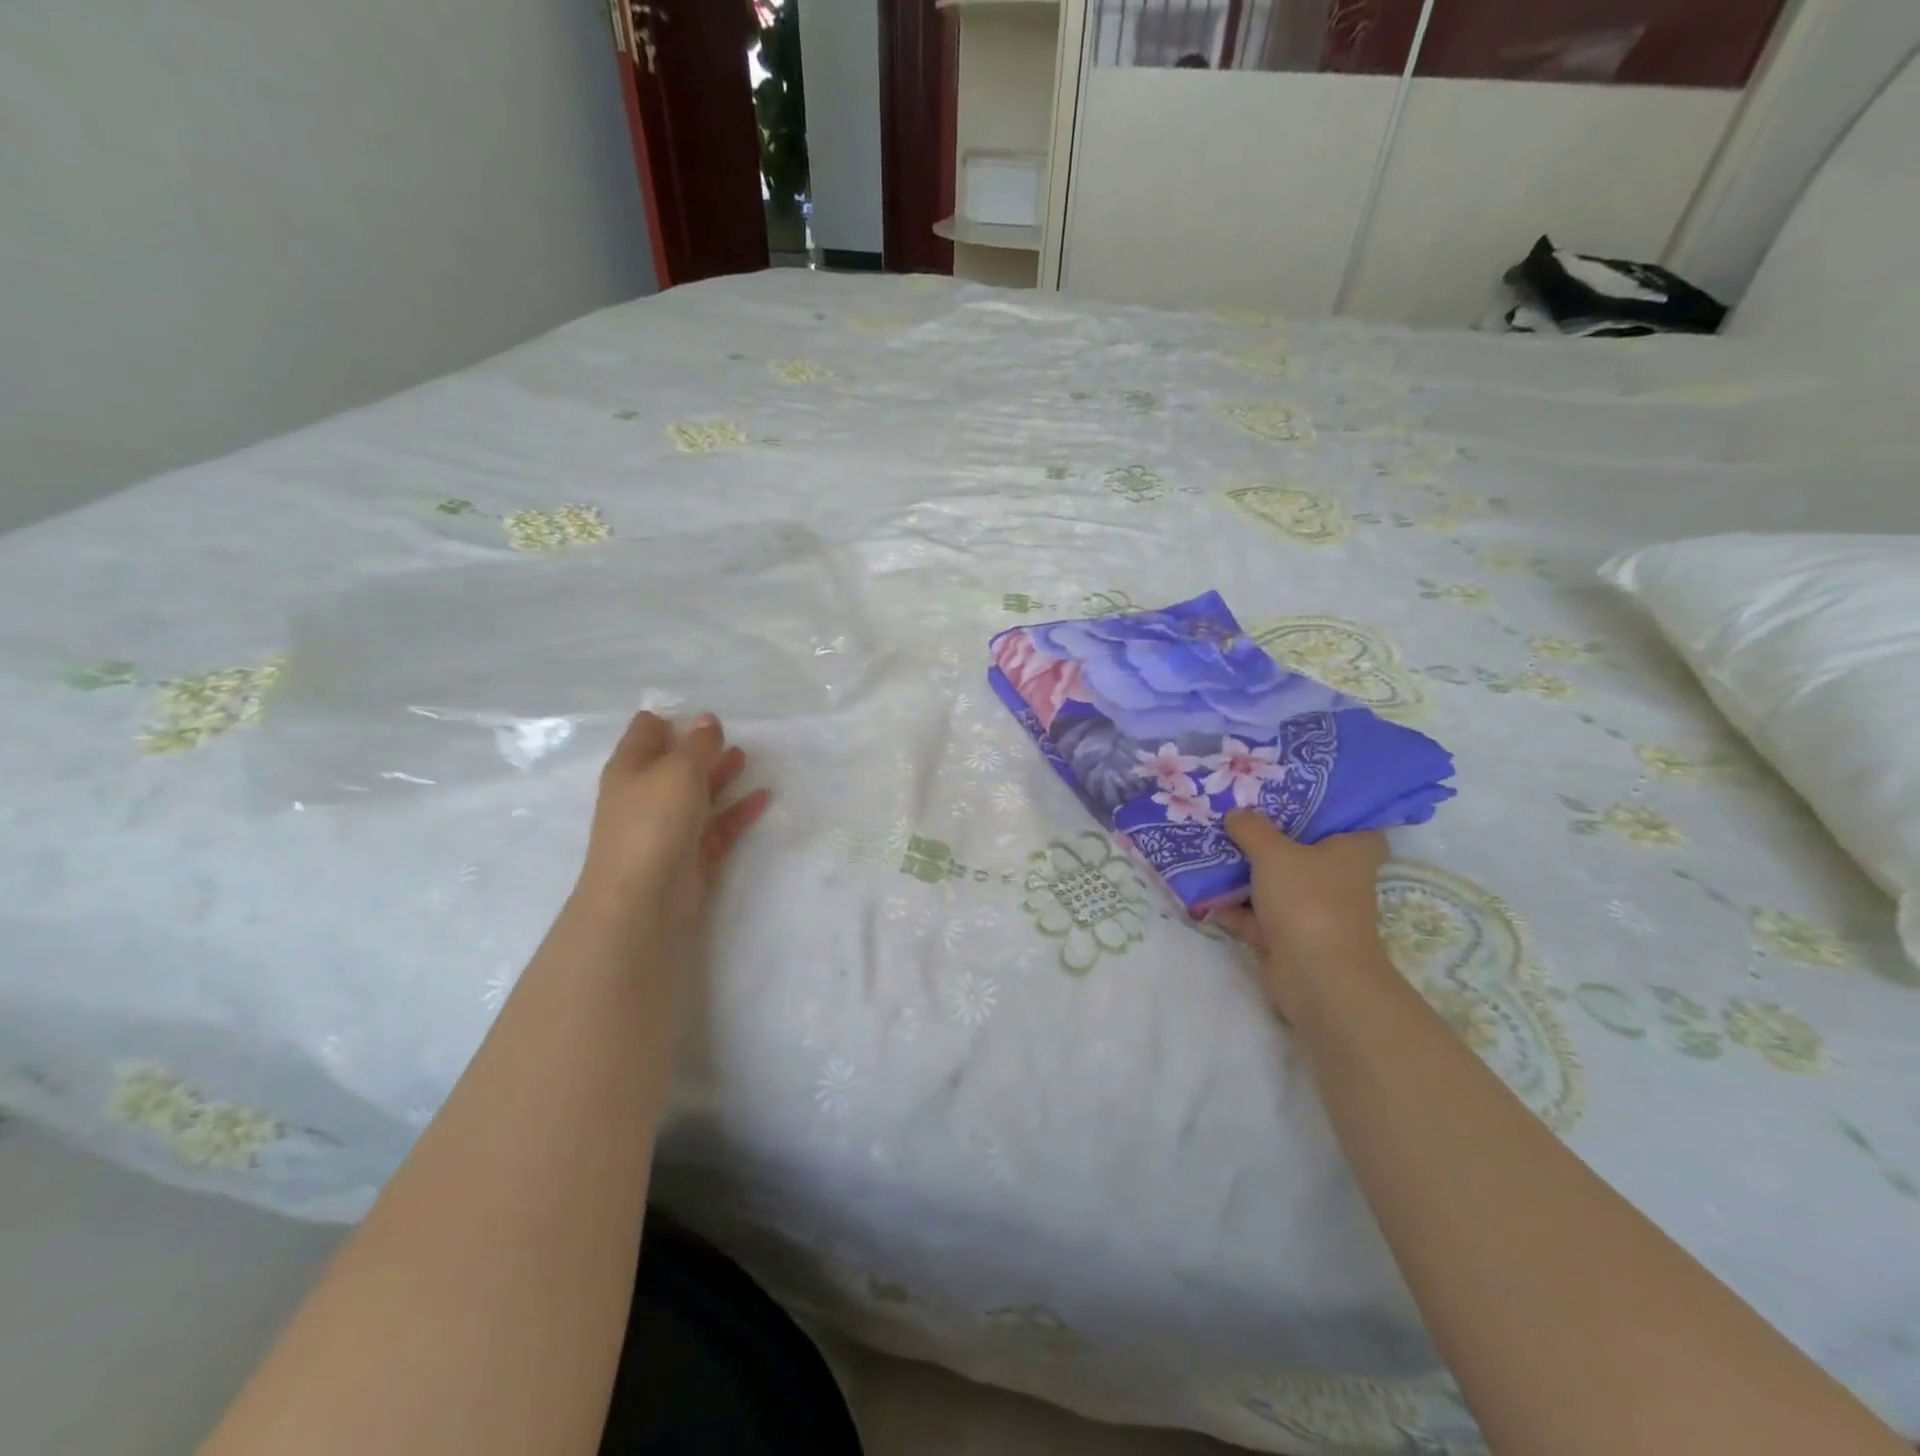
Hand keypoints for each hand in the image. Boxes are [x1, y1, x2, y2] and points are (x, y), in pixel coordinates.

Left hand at [572, 711, 770, 936]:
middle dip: (700, 748)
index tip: (699, 712)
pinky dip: (739, 810)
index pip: (645, 732)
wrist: (643, 899)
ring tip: (747, 758)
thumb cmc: (653, 822)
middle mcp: (646, 795)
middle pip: (674, 764)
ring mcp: (669, 827)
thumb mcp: (679, 770)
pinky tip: (764, 796)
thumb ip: (698, 744)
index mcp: (631, 768)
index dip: (669, 719)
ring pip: (698, 794)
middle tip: (730, 734)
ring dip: (720, 776)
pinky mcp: (692, 854)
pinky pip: (719, 824)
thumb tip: (707, 721)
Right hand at [1210, 812, 1388, 1021]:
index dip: (1326, 809)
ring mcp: (1312, 909)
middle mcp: (1337, 879)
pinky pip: (1256, 913)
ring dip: (1245, 872)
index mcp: (1352, 851)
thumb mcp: (1273, 852)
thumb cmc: (1308, 900)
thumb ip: (1252, 828)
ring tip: (1209, 845)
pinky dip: (1232, 905)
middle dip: (1270, 836)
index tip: (1292, 796)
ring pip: (1275, 882)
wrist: (1315, 976)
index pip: (1350, 822)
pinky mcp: (1288, 936)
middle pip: (1303, 850)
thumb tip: (1237, 814)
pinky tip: (1200, 890)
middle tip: (1237, 813)